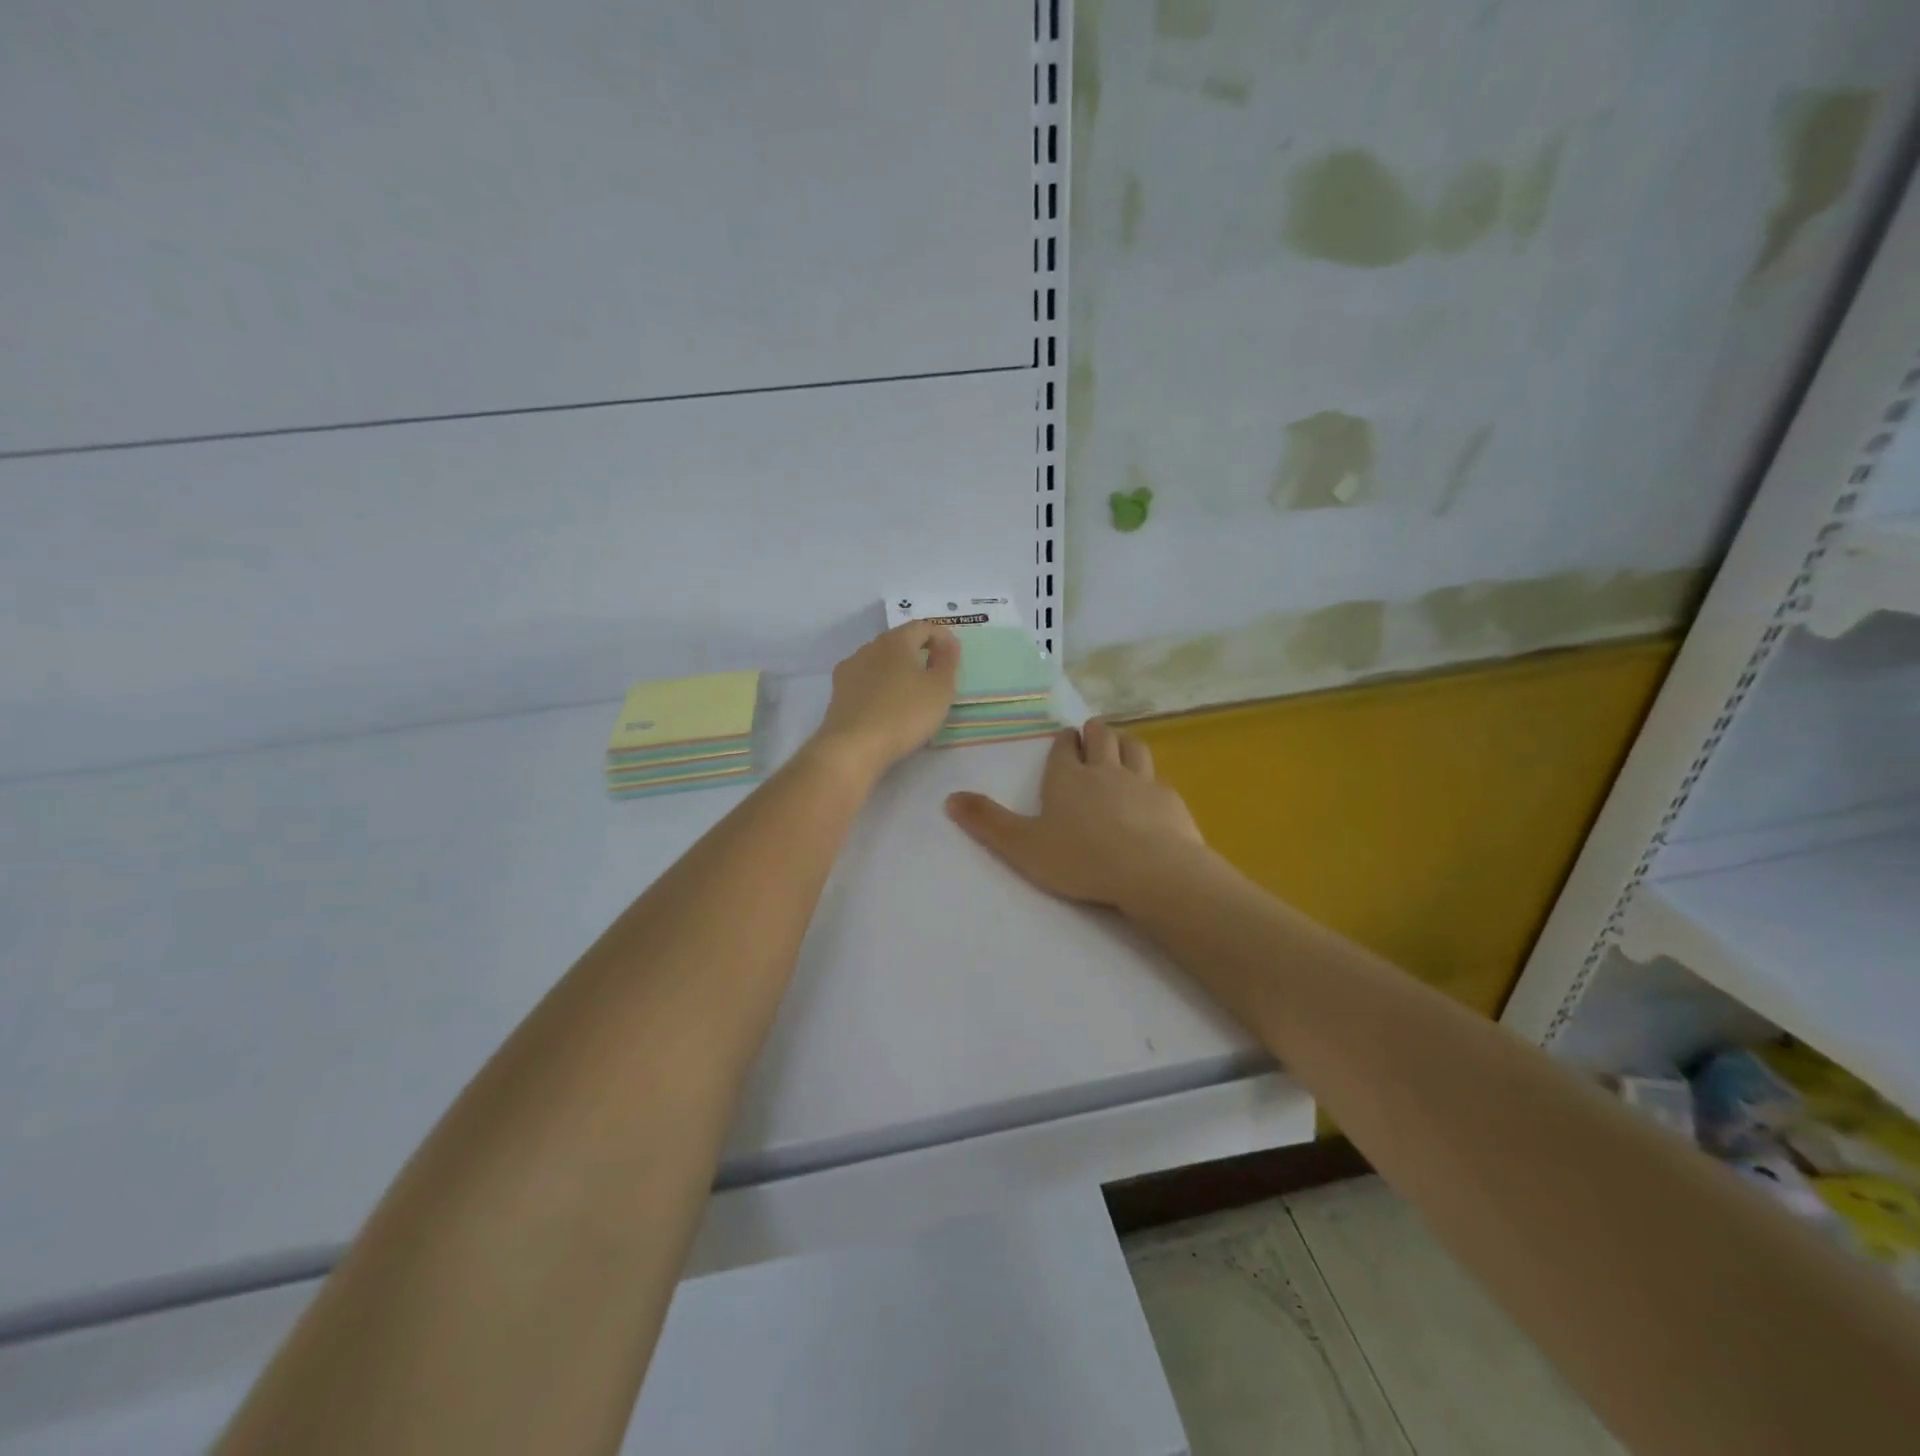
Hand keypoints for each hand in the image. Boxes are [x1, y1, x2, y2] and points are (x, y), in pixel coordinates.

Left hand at [807, 621, 959, 779]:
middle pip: (899, 641)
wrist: (854, 746)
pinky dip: (880, 686)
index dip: (942, 637)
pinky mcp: (838, 691)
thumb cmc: (905, 714)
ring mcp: (850, 668)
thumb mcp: (940, 689)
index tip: (953, 657)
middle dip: (919, 653)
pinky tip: (886, 706)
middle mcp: (870, 647)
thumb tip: (949, 643)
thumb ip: (948, 661)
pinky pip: (866, 680)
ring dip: (897, 669)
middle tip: (935, 676)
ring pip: (880, 660)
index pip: (923, 626)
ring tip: (911, 694)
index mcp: (896, 641)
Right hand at [945, 718, 1206, 907]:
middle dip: (1094, 732)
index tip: (1065, 738)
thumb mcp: (1022, 846)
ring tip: (1120, 748)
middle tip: (1091, 736)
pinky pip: (1158, 779)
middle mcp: (1105, 770)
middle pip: (1102, 736)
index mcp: (1067, 777)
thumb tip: (949, 797)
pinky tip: (1150, 793)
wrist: (1152, 872)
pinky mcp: (1169, 800)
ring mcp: (1142, 782)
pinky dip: (1150, 779)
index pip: (1064, 747)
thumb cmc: (1080, 859)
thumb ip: (987, 822)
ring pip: (1134, 747)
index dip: (1063, 741)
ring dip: (1124, 744)